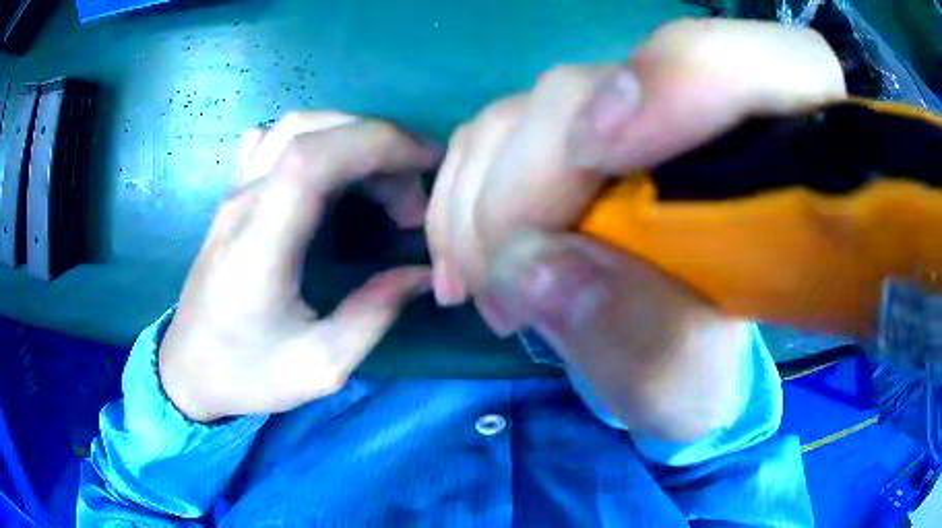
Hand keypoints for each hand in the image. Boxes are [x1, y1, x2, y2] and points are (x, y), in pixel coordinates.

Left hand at [158, 112, 441, 421]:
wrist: (188, 370)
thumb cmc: (246, 374)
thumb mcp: (319, 366)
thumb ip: (374, 315)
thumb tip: (425, 273)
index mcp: (259, 247)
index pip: (313, 159)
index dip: (378, 144)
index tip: (428, 164)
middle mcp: (242, 204)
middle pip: (311, 132)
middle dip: (379, 145)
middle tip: (413, 196)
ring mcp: (233, 194)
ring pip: (294, 127)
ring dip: (352, 137)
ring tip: (385, 182)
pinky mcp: (233, 196)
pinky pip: (272, 140)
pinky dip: (315, 139)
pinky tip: (332, 170)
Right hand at [426, 19, 845, 438]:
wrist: (673, 350)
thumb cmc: (704, 375)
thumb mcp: (689, 388)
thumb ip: (645, 344)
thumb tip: (537, 268)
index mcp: (789, 163)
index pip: (767, 65)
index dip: (683, 80)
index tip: (602, 153)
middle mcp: (708, 112)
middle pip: (610, 84)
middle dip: (533, 185)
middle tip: (505, 288)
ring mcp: (636, 107)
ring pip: (538, 103)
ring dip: (488, 200)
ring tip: (488, 289)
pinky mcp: (578, 122)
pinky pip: (499, 126)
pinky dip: (465, 191)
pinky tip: (465, 258)